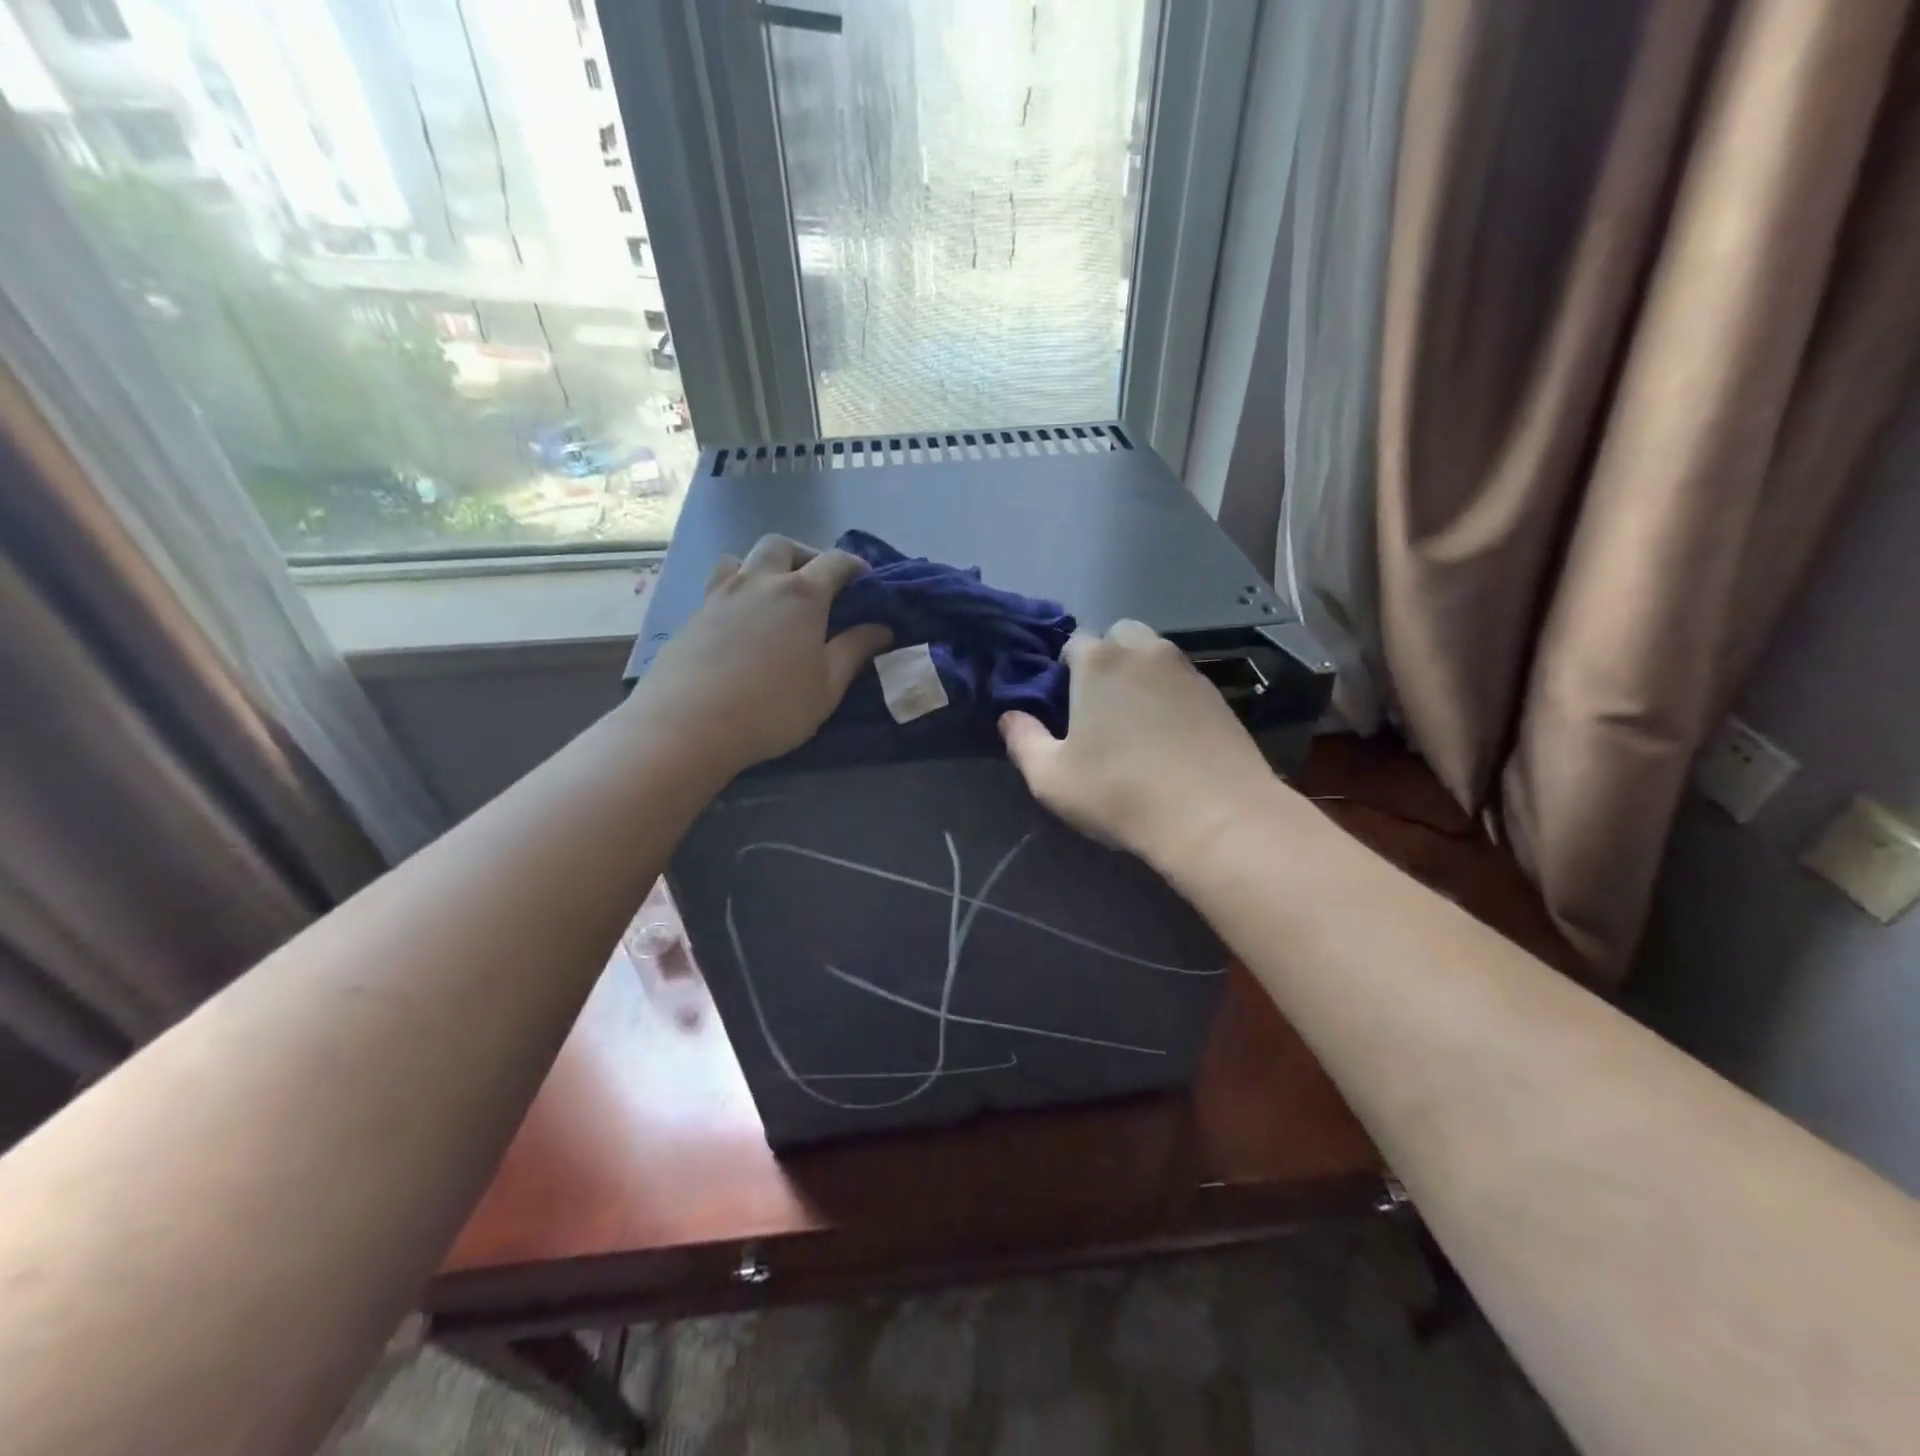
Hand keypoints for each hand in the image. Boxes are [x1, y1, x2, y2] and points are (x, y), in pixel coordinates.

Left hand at [629, 535, 891, 775]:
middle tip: (816, 584)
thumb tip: (882, 628)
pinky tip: (740, 625)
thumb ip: (856, 651)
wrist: (689, 724)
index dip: (855, 566)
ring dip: (762, 567)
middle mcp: (760, 582)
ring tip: (772, 596)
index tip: (867, 582)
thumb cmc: (773, 706)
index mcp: (801, 594)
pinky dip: (736, 592)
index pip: (835, 562)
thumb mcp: (828, 685)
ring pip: (741, 558)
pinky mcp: (693, 616)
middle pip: (783, 545)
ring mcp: (721, 595)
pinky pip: (718, 586)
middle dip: (805, 556)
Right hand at [999, 620, 1280, 867]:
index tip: (1062, 707)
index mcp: (1098, 661)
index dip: (1062, 672)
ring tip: (1135, 723)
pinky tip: (1168, 736)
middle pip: (1117, 637)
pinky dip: (1169, 696)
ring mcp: (1187, 670)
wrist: (1216, 817)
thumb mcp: (1051, 778)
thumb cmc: (1120, 792)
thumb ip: (1022, 740)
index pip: (1072, 643)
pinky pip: (1181, 681)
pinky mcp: (1217, 694)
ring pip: (1153, 656)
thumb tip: (1010, 716)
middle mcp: (1144, 651)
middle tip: (1098, 708)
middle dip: (1104, 661)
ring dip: (1138, 675)